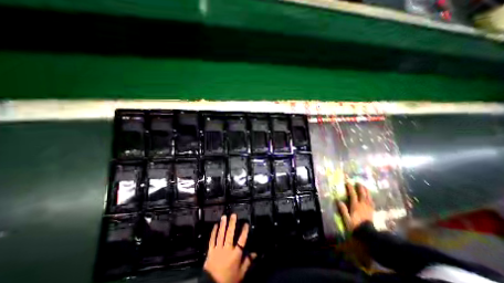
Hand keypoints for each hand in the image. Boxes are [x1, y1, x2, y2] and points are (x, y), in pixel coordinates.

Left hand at [202, 215, 256, 282]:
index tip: (246, 223)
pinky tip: (215, 225)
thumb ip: (248, 262)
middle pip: (230, 234)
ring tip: (224, 216)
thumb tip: (256, 253)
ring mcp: (218, 249)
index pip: (242, 240)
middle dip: (232, 223)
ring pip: (221, 235)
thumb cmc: (229, 280)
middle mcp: (227, 250)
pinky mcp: (210, 251)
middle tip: (233, 215)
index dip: (244, 231)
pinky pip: (212, 240)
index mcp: (235, 255)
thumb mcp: (241, 273)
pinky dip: (214, 232)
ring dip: (223, 225)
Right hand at [338, 183, 373, 230]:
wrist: (367, 234)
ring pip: (368, 197)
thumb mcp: (346, 219)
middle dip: (360, 187)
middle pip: (362, 194)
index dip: (350, 188)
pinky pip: (372, 202)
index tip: (348, 182)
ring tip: (364, 186)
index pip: (353, 195)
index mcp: (356, 206)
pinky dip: (370, 198)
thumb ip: (343, 209)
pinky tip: (370, 196)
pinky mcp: (372, 211)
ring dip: (366, 191)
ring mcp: (368, 208)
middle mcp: (363, 205)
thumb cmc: (355, 226)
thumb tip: (338, 201)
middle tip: (358, 182)